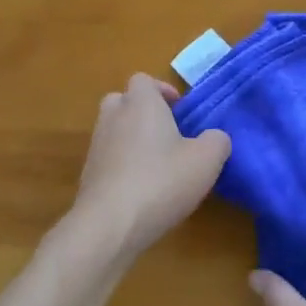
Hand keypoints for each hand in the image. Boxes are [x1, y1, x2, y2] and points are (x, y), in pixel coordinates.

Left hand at [69, 73, 231, 262]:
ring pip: (114, 131)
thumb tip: (215, 138)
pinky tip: (142, 191)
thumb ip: (217, 141)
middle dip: (143, 112)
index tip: (180, 110)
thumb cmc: (161, 181)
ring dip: (132, 140)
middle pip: (123, 101)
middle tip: (167, 133)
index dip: (162, 91)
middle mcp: (114, 117)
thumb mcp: (207, 160)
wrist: (109, 226)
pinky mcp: (88, 176)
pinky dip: (122, 167)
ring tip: (158, 165)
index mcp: (141, 103)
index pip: (143, 80)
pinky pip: (108, 160)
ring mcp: (96, 146)